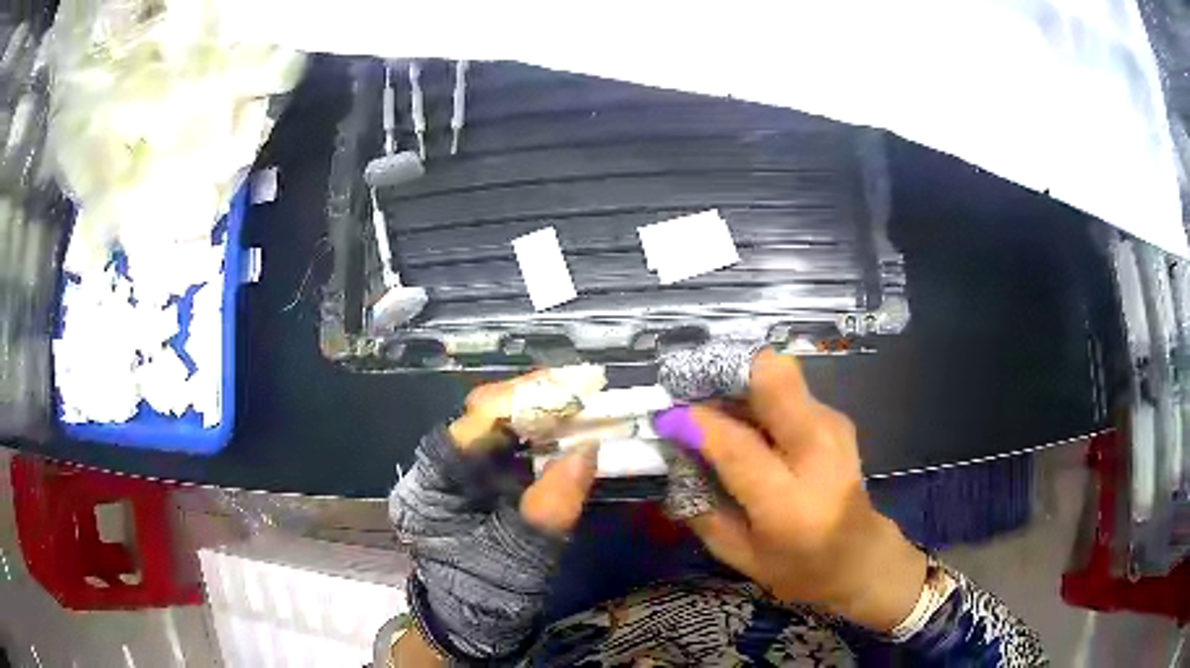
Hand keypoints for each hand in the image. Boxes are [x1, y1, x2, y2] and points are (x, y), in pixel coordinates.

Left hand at [391, 370, 598, 658]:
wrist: (468, 626)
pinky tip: (569, 432)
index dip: (525, 399)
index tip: (573, 389)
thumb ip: (553, 505)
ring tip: (584, 402)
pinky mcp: (479, 486)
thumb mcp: (523, 555)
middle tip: (586, 388)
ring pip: (499, 427)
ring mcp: (461, 475)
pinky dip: (541, 437)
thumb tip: (588, 449)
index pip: (477, 420)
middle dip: (536, 398)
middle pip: (487, 414)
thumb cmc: (487, 594)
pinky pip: (510, 450)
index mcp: (437, 480)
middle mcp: (442, 466)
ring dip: (541, 412)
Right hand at [653, 350, 926, 631]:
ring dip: (739, 381)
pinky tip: (744, 420)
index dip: (697, 423)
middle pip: (774, 377)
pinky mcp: (835, 417)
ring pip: (780, 373)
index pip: (737, 446)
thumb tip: (675, 458)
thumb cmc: (798, 567)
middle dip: (726, 373)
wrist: (860, 556)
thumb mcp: (740, 555)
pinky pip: (788, 388)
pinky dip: (758, 394)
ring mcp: (833, 426)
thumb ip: (702, 509)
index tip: (668, 418)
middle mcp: (818, 451)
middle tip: (692, 389)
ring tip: (713, 405)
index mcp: (790, 501)